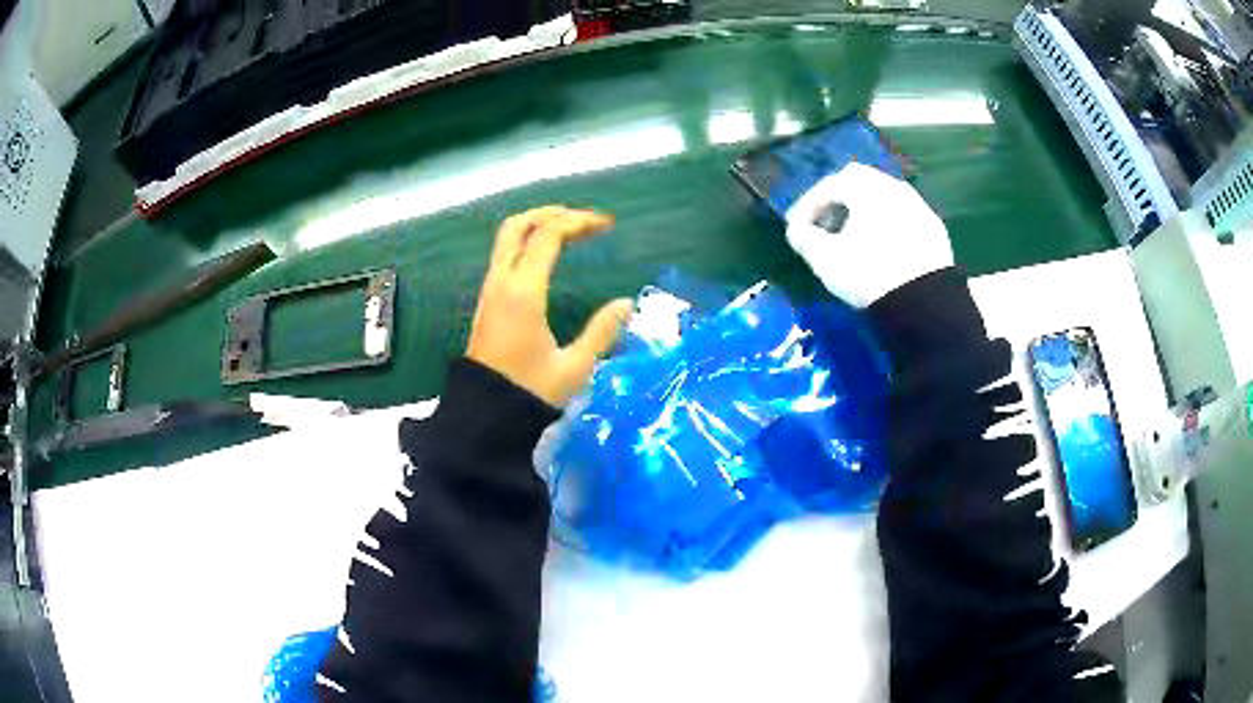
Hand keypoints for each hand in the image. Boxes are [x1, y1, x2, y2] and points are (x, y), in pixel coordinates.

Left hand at [467, 206, 633, 406]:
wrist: (484, 417)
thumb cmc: (530, 393)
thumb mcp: (575, 367)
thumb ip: (602, 332)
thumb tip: (628, 304)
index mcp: (523, 291)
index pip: (549, 235)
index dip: (579, 222)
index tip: (607, 225)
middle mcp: (501, 282)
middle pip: (518, 226)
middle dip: (550, 213)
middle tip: (581, 219)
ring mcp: (489, 291)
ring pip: (506, 240)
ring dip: (536, 227)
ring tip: (568, 232)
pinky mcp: (487, 304)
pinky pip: (504, 257)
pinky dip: (526, 245)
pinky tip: (545, 258)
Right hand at [785, 162, 953, 306]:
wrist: (923, 302)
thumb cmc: (868, 273)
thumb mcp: (825, 258)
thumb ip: (804, 238)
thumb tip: (798, 231)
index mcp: (865, 187)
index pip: (828, 186)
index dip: (807, 207)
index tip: (797, 230)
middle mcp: (892, 186)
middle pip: (858, 182)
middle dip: (838, 202)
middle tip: (826, 227)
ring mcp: (917, 206)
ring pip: (883, 198)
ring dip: (864, 212)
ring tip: (855, 239)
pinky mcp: (933, 228)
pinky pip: (903, 217)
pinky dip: (887, 224)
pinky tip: (883, 249)